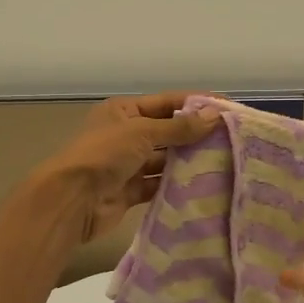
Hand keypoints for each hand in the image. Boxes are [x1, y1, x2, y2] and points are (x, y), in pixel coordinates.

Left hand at [37, 92, 221, 243]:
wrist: (72, 200)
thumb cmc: (104, 155)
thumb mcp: (142, 132)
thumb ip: (179, 127)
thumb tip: (214, 115)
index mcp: (123, 111)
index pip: (167, 102)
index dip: (196, 104)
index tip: (227, 110)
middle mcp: (125, 135)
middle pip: (168, 132)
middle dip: (195, 135)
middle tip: (231, 141)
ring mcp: (127, 165)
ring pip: (164, 160)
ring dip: (188, 162)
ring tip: (223, 164)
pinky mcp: (130, 191)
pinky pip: (158, 185)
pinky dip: (176, 185)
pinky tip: (202, 187)